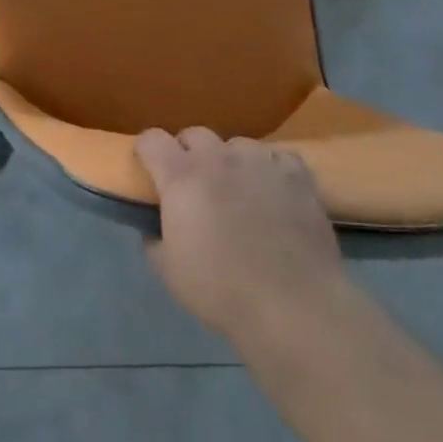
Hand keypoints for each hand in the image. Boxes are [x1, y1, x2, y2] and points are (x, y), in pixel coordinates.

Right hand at [137, 127, 344, 343]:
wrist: (293, 307)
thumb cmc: (222, 290)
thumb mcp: (169, 271)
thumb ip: (154, 239)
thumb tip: (155, 226)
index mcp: (181, 176)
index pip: (151, 139)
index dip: (146, 152)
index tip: (148, 170)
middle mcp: (218, 158)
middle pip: (194, 134)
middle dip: (187, 153)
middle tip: (192, 185)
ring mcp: (260, 162)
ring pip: (237, 144)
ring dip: (229, 161)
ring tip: (237, 189)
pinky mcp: (296, 176)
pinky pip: (277, 158)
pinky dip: (270, 170)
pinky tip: (273, 192)